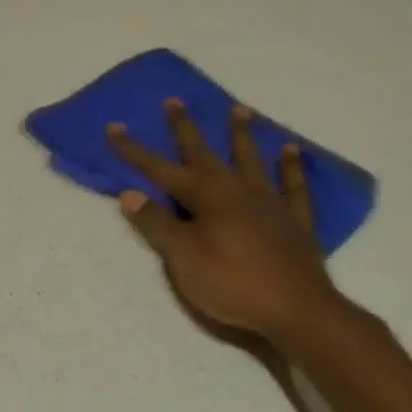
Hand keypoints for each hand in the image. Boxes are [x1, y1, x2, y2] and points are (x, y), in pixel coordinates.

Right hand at [109, 101, 346, 351]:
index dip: (135, 151)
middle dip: (186, 129)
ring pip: (252, 160)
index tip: (114, 128)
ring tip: (240, 109)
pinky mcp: (295, 222)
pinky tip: (291, 151)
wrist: (297, 311)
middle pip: (206, 154)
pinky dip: (292, 167)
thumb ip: (157, 224)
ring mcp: (270, 203)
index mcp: (206, 197)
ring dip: (242, 135)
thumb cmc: (232, 283)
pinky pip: (294, 186)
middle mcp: (237, 191)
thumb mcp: (183, 258)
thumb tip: (130, 193)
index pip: (160, 169)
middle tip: (176, 100)